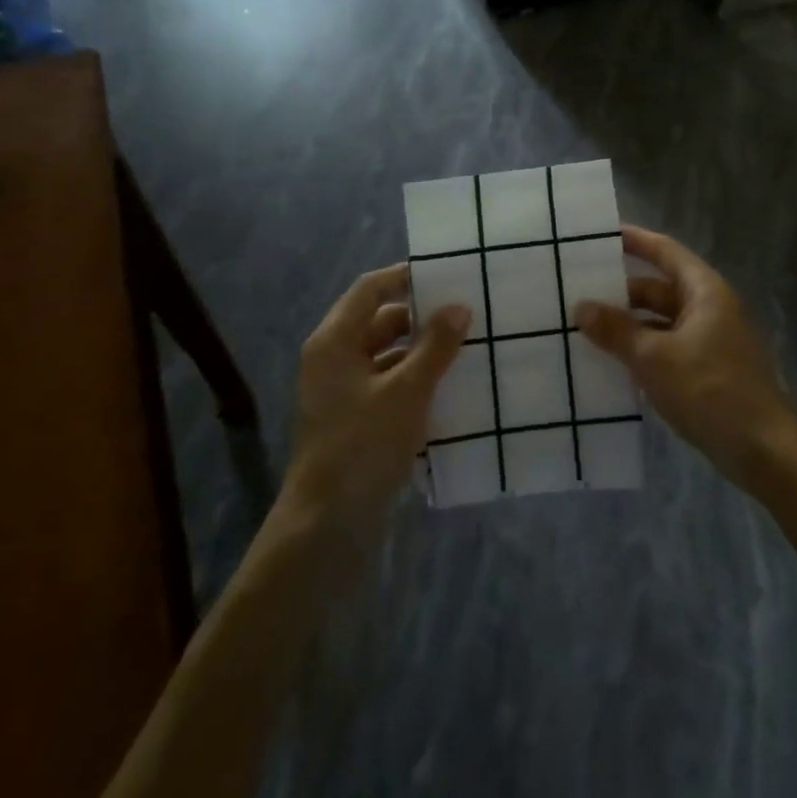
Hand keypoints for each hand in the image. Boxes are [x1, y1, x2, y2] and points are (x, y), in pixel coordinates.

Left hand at [282, 264, 468, 530]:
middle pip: (380, 322)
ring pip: (388, 355)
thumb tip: (460, 307)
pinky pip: (389, 384)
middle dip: (422, 317)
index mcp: (334, 341)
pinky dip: (416, 379)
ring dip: (423, 350)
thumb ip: (435, 346)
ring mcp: (343, 391)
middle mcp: (334, 359)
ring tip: (468, 346)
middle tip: (468, 312)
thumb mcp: (406, 391)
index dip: (406, 277)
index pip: (371, 290)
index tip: (448, 274)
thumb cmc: (363, 445)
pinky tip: (452, 386)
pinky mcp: (356, 418)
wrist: (328, 523)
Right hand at [575, 226, 796, 490]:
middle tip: (577, 294)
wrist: (763, 449)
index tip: (599, 235)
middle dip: (621, 293)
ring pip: (661, 322)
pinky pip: (667, 349)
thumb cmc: (711, 390)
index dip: (634, 240)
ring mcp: (710, 341)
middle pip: (659, 289)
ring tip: (585, 330)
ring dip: (629, 326)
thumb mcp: (655, 358)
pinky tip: (612, 365)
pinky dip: (642, 351)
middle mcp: (709, 308)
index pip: (665, 252)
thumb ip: (617, 331)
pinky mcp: (707, 371)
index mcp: (704, 291)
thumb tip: (581, 308)